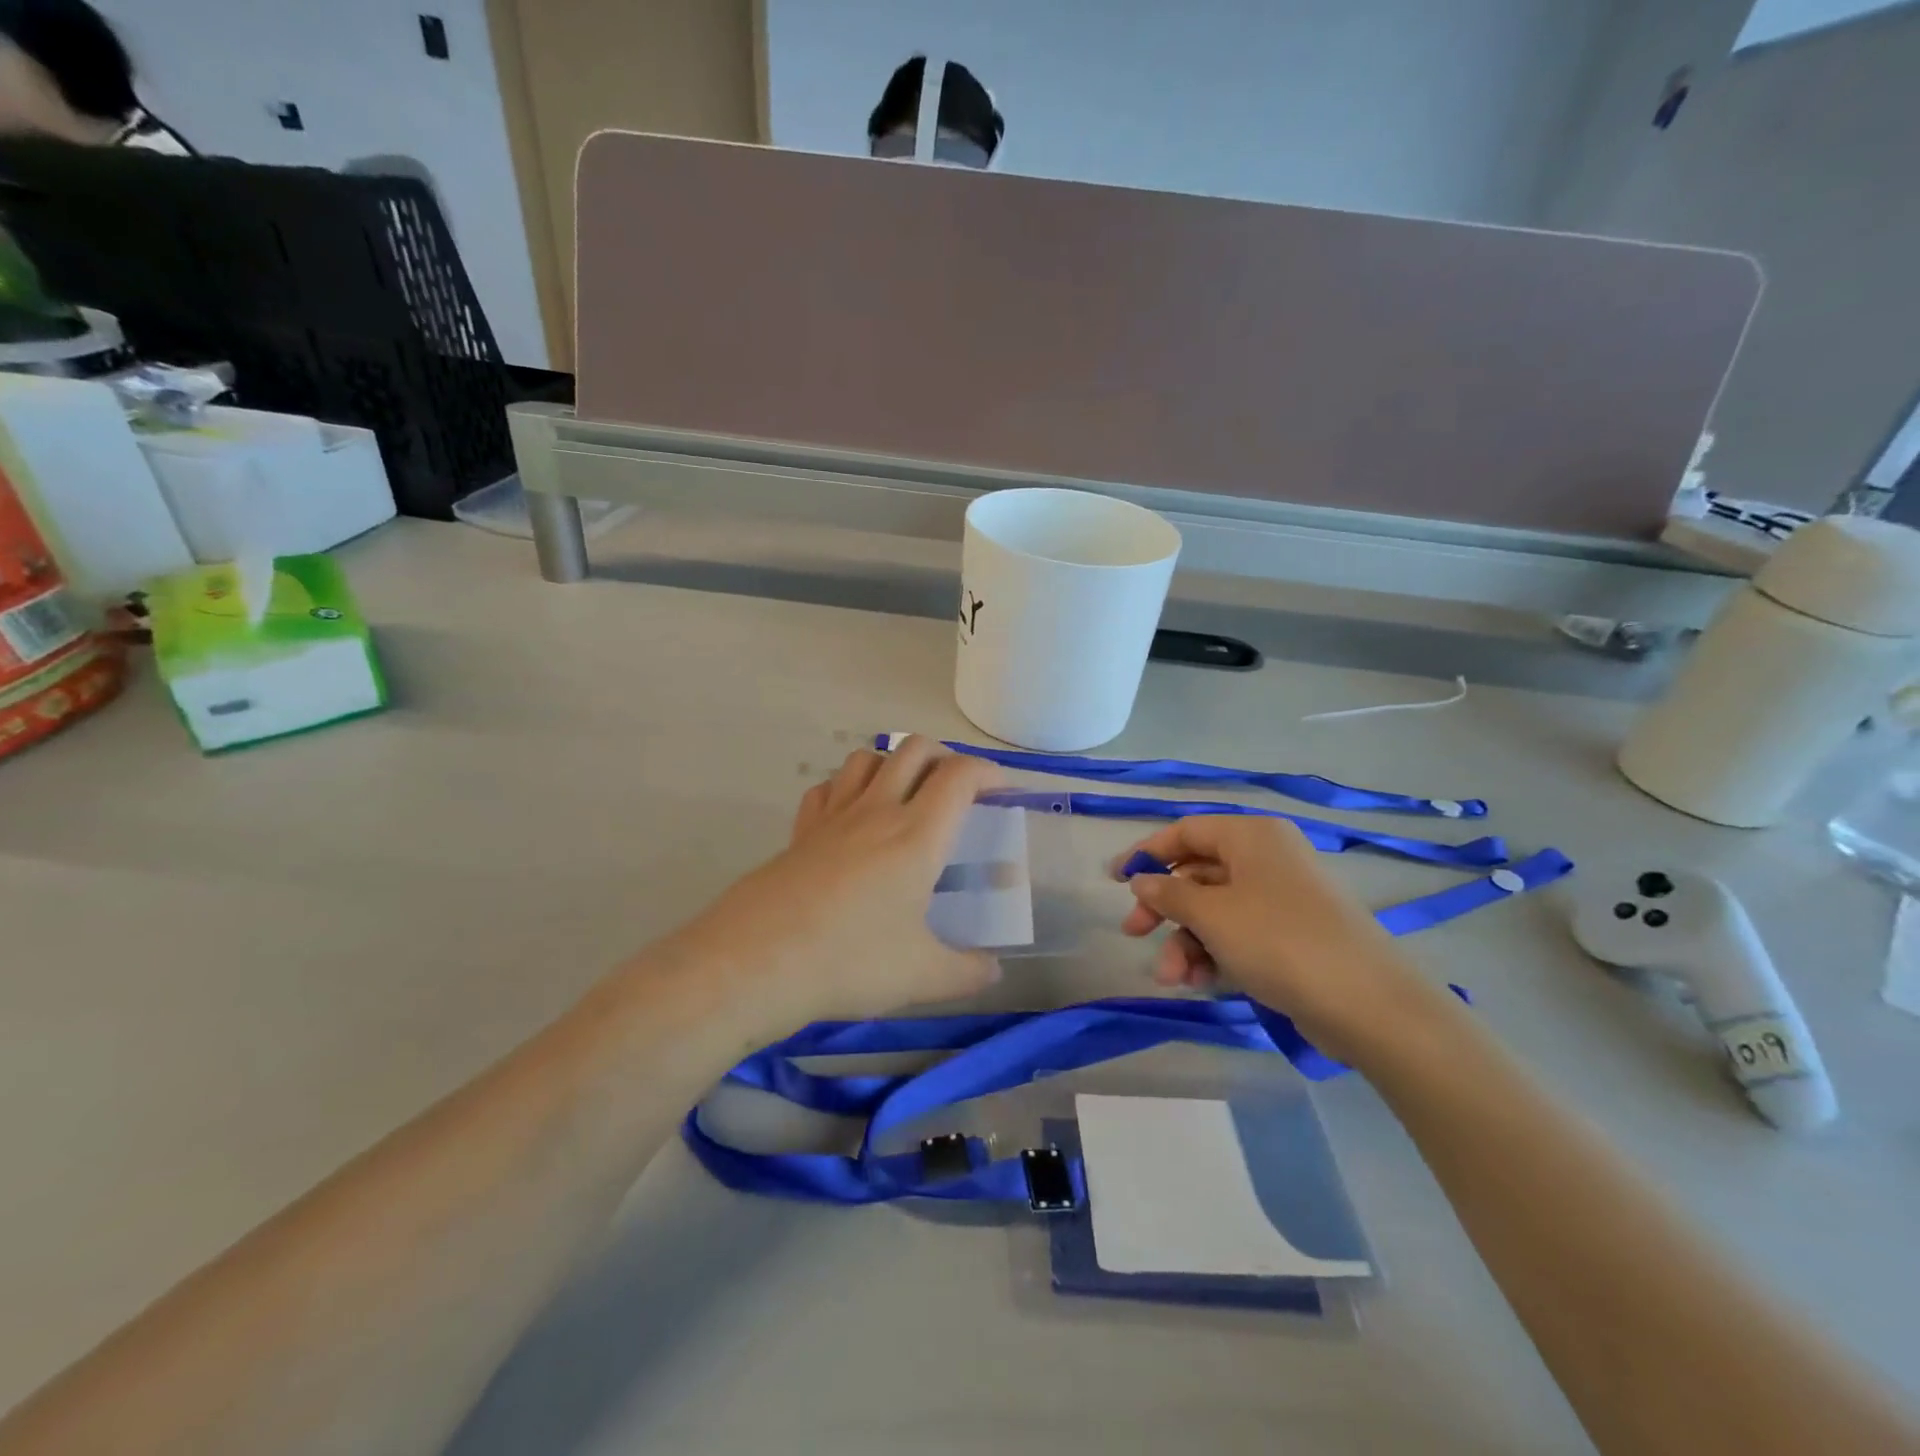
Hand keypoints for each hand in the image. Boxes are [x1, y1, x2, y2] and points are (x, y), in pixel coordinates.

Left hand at [667, 737, 1005, 1025]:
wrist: (757, 962)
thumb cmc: (850, 961)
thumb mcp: (922, 976)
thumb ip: (967, 972)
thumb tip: (994, 972)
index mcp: (917, 835)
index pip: (959, 775)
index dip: (988, 772)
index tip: (1002, 792)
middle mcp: (877, 811)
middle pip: (914, 749)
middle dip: (945, 757)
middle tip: (958, 792)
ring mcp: (833, 816)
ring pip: (866, 758)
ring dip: (894, 763)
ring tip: (905, 797)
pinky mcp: (800, 831)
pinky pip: (827, 788)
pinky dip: (846, 787)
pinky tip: (850, 817)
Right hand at [1117, 816, 1439, 1063]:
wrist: (1368, 1003)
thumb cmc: (1279, 941)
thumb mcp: (1212, 914)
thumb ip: (1169, 893)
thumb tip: (1142, 880)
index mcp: (1251, 836)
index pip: (1186, 831)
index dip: (1147, 853)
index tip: (1116, 880)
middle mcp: (1268, 858)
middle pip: (1198, 873)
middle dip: (1165, 908)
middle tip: (1135, 933)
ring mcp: (1283, 897)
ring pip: (1216, 909)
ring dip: (1187, 941)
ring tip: (1173, 978)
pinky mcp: (1293, 934)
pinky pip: (1239, 933)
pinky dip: (1214, 953)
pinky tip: (1200, 982)